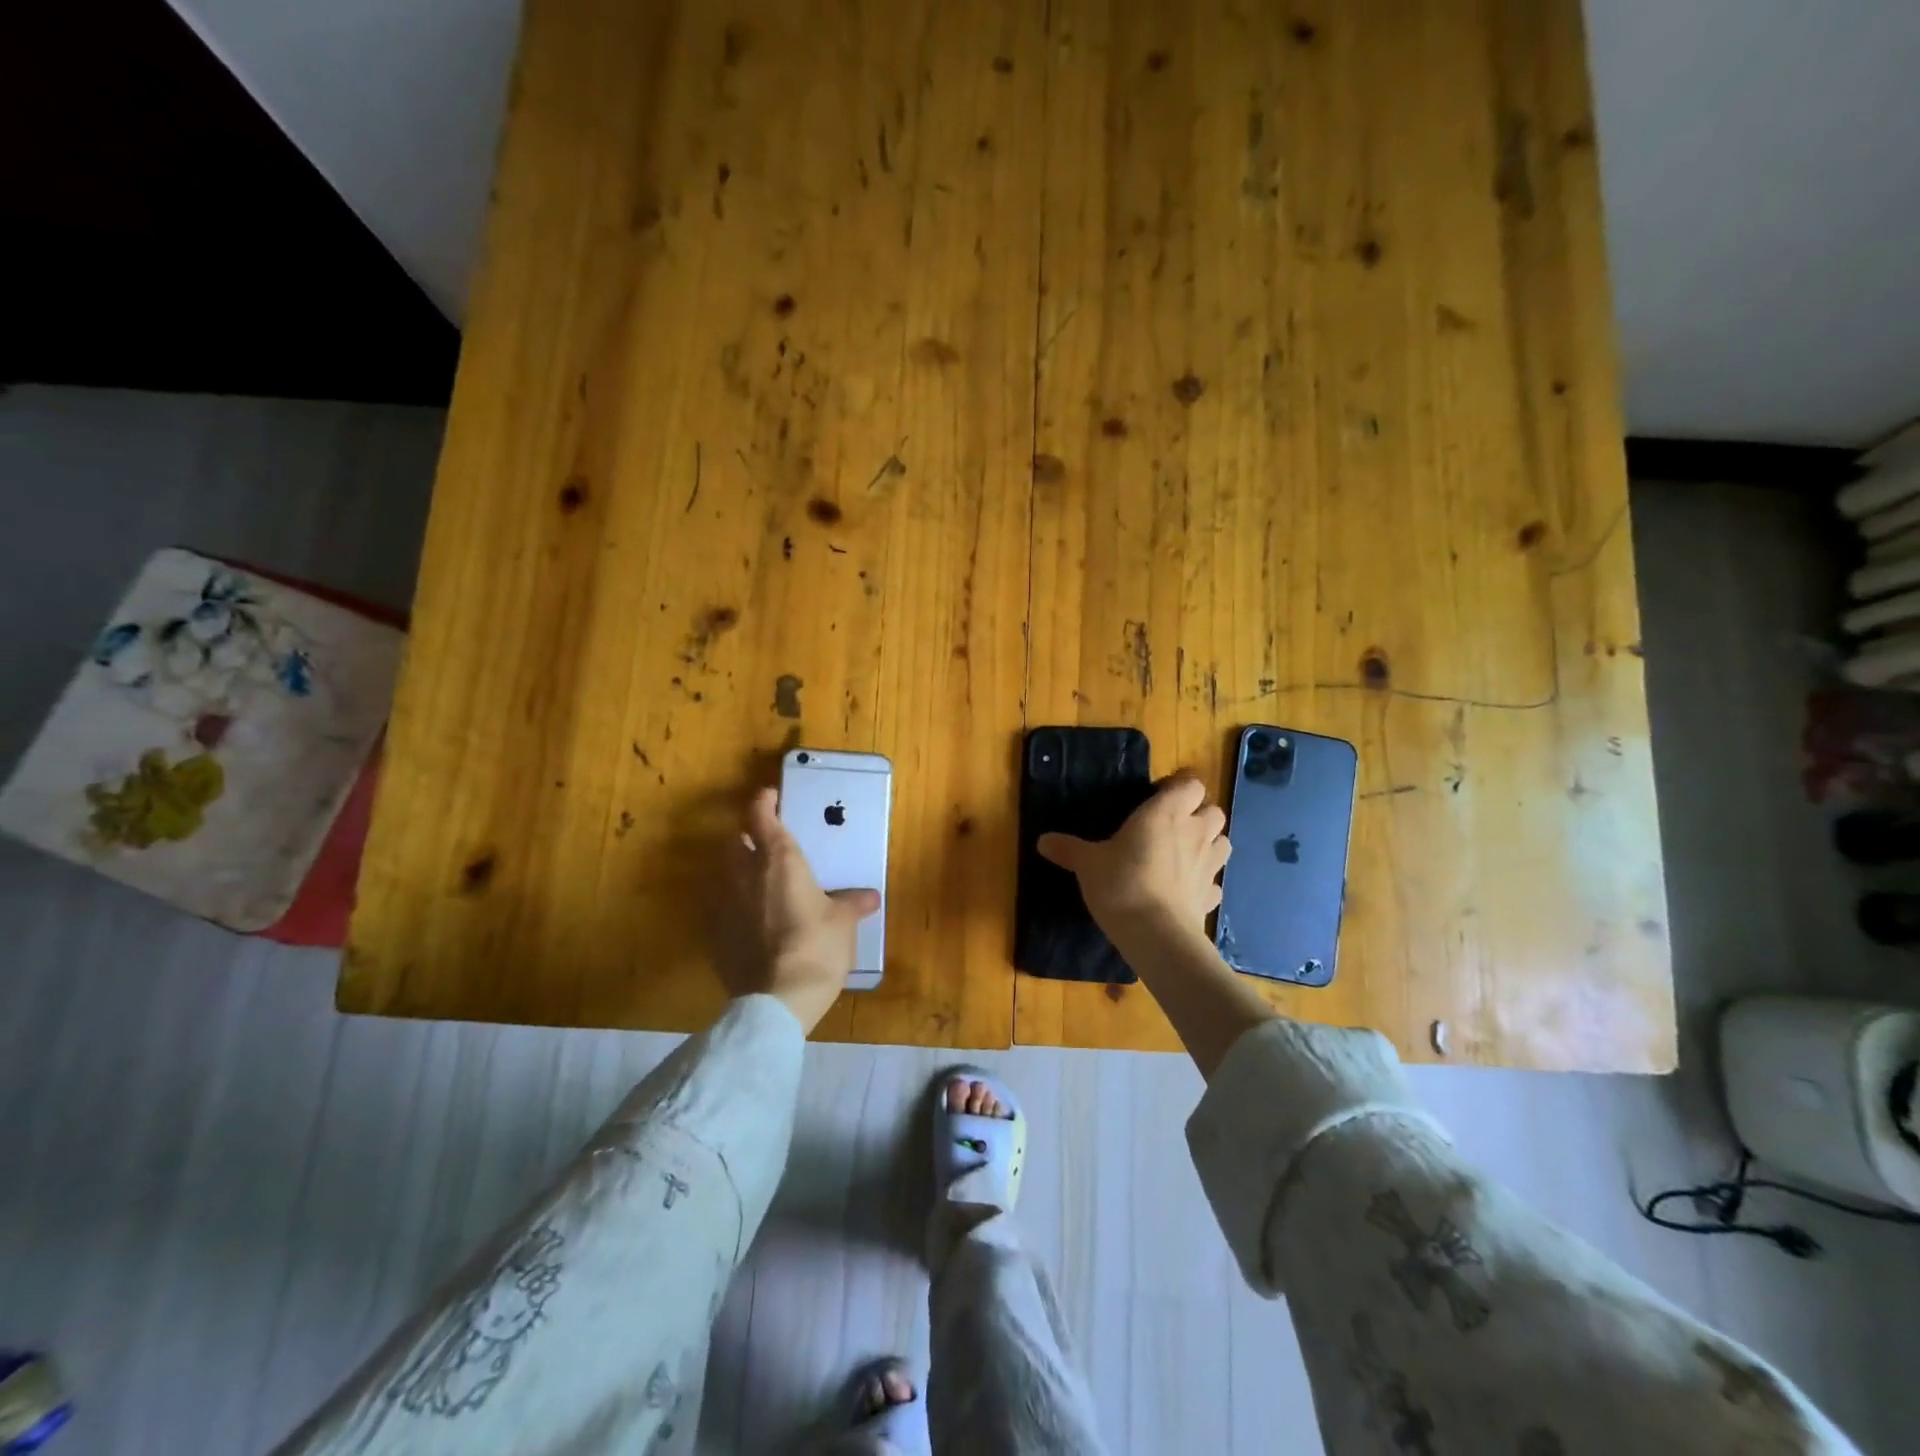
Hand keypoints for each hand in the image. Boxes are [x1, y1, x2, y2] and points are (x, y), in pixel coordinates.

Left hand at [710, 787, 880, 1032]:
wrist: (777, 999)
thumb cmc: (817, 947)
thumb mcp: (843, 923)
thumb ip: (851, 903)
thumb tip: (868, 897)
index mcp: (779, 860)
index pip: (761, 816)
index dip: (764, 803)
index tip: (771, 798)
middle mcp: (745, 874)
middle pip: (736, 841)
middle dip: (749, 839)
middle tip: (769, 847)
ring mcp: (723, 904)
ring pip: (725, 874)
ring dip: (739, 873)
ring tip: (761, 887)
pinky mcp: (713, 934)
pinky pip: (721, 908)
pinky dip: (734, 907)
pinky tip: (750, 923)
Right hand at [1037, 772, 1229, 940]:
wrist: (1155, 934)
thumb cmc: (1121, 883)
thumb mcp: (1087, 863)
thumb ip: (1069, 848)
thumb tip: (1042, 840)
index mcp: (1166, 813)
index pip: (1190, 784)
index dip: (1179, 787)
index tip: (1158, 796)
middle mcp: (1194, 833)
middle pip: (1214, 811)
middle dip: (1199, 814)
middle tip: (1172, 825)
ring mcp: (1208, 866)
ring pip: (1223, 842)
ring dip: (1209, 843)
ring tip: (1184, 853)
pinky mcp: (1210, 897)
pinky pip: (1214, 882)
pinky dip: (1204, 881)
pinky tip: (1186, 889)